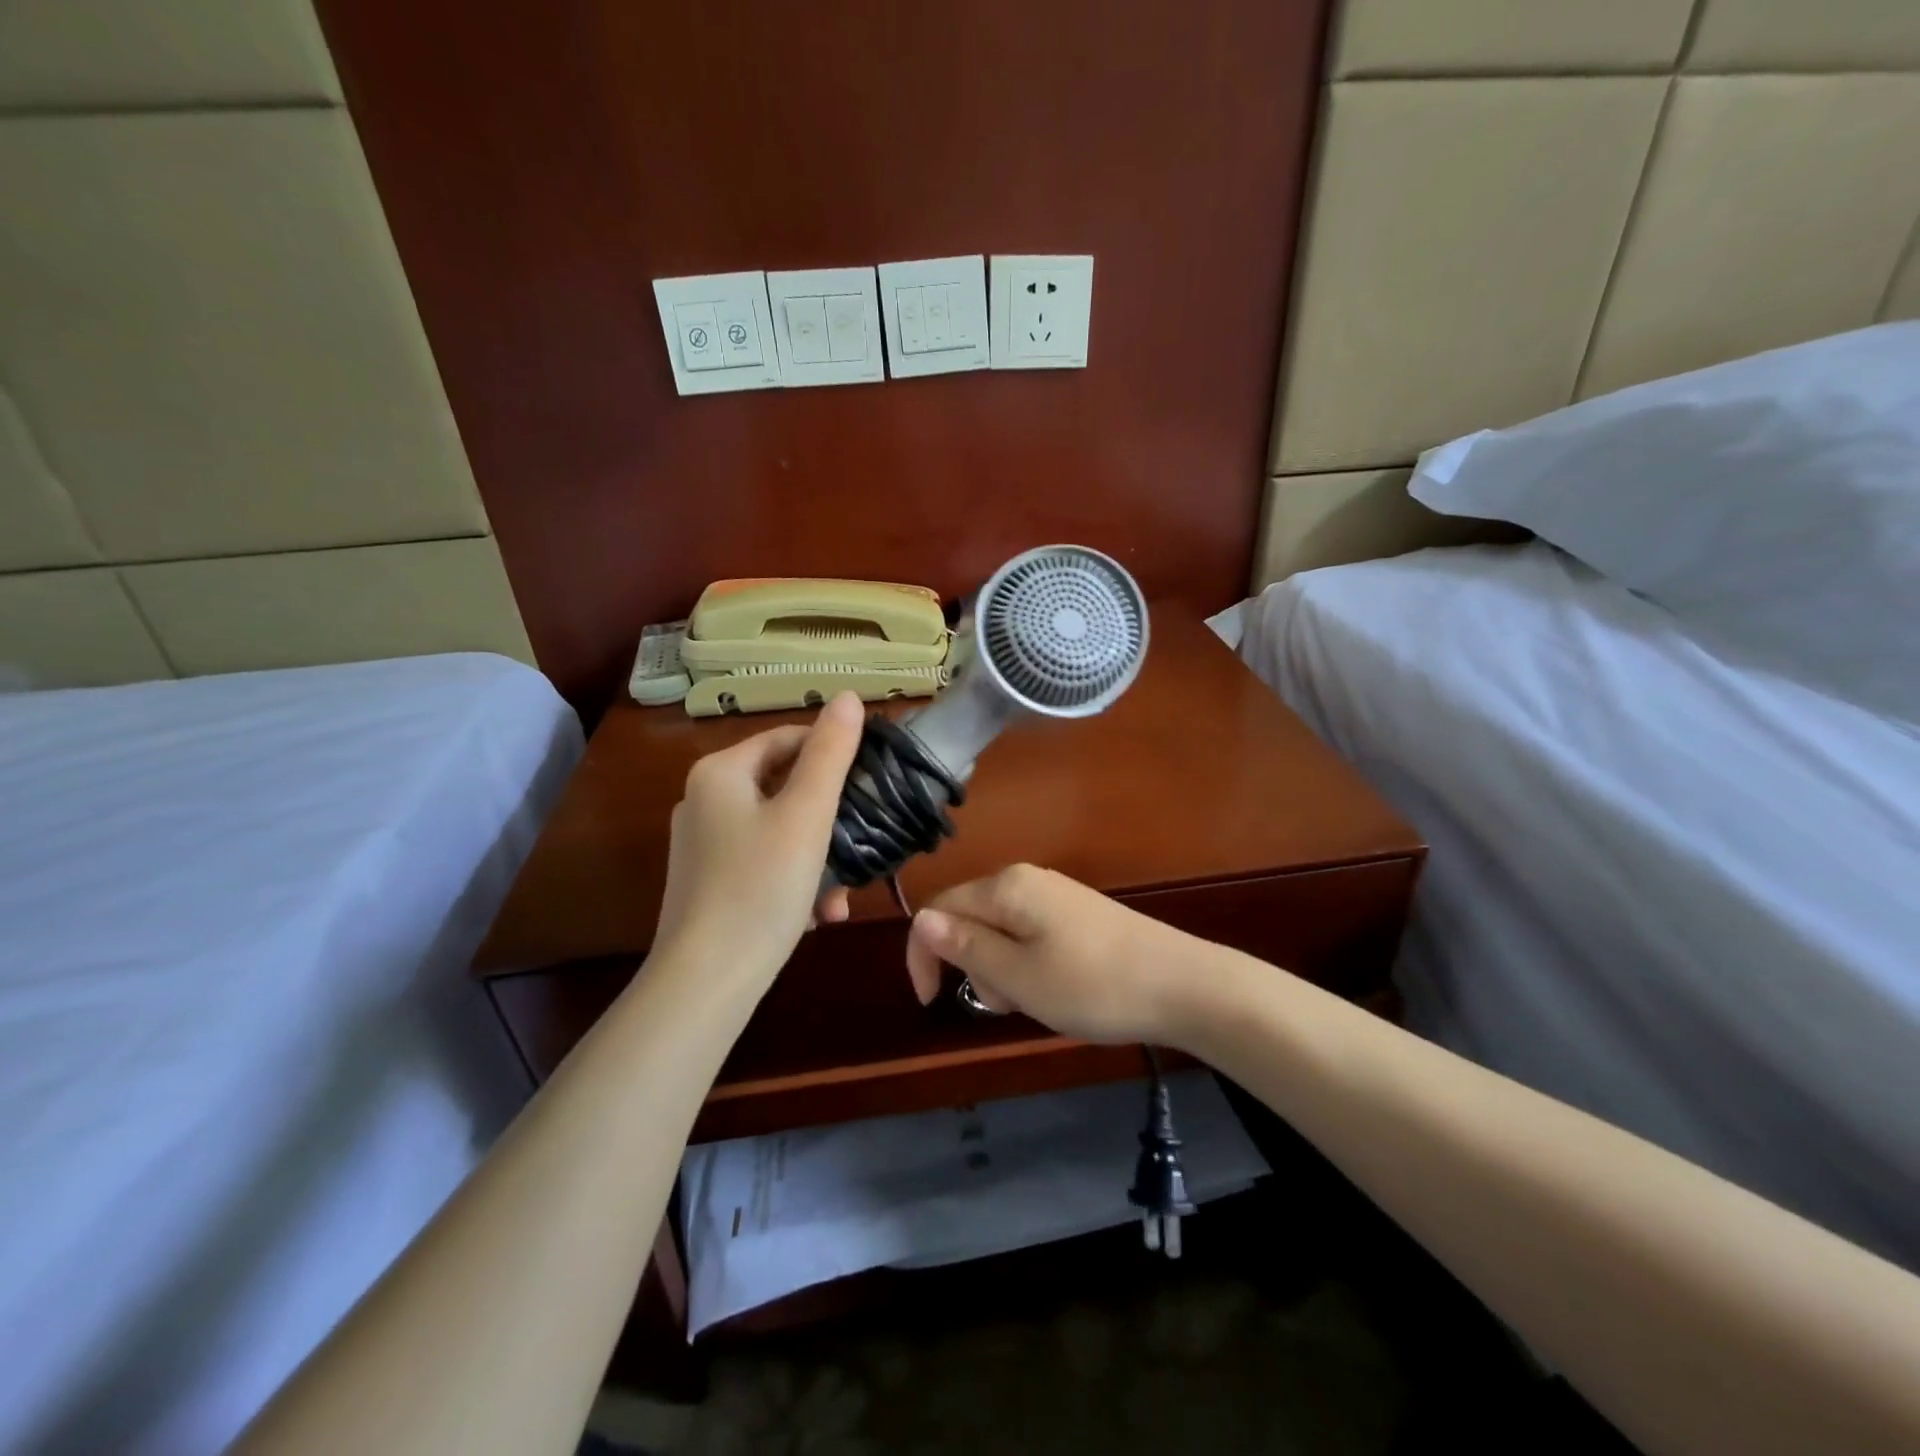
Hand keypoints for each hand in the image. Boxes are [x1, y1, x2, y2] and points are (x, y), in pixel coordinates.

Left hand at [652, 692, 862, 990]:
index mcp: (720, 773)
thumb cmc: (761, 887)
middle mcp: (703, 799)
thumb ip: (830, 753)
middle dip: (830, 817)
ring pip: (779, 829)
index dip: (834, 753)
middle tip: (863, 841)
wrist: (706, 981)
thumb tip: (847, 695)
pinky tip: (819, 913)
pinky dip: (794, 878)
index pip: (788, 739)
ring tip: (843, 892)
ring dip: (818, 855)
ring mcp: (703, 843)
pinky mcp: (708, 880)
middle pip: (784, 785)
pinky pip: (763, 861)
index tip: (872, 782)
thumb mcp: (806, 815)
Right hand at [904, 864, 1197, 1044]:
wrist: (1184, 986)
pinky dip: (1028, 966)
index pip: (940, 909)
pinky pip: (1030, 936)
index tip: (931, 1003)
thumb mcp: (1018, 977)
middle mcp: (1027, 880)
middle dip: (973, 966)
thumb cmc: (1093, 985)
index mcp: (1007, 887)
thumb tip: (920, 919)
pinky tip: (1057, 990)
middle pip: (971, 919)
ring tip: (1037, 1001)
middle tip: (1007, 1004)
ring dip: (1002, 971)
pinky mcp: (1077, 914)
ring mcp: (1056, 895)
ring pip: (1001, 932)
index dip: (924, 954)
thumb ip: (965, 947)